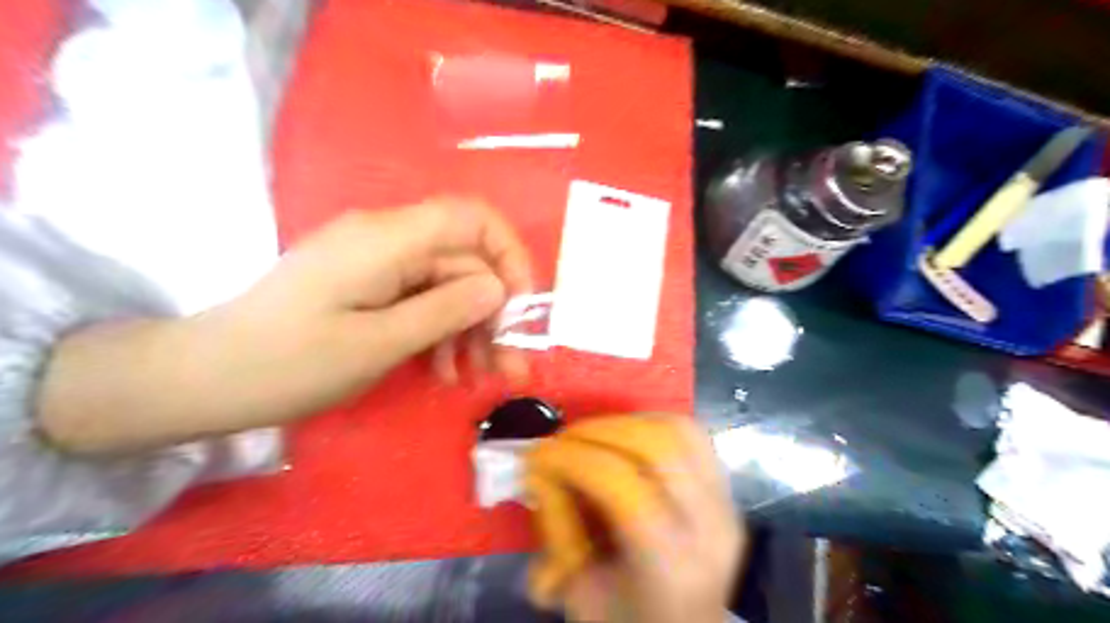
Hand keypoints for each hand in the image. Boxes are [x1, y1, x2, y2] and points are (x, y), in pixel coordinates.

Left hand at [36, 200, 533, 452]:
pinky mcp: (368, 285)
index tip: (521, 307)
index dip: (508, 254)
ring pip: (447, 286)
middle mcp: (387, 239)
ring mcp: (376, 263)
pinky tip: (444, 371)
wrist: (205, 378)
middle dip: (493, 313)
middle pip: (463, 262)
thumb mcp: (378, 343)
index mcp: (387, 239)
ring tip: (476, 377)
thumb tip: (497, 288)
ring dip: (470, 330)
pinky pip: (421, 300)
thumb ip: (445, 310)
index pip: (471, 218)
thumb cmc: (289, 363)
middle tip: (508, 367)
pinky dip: (441, 333)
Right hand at [524, 415, 744, 621]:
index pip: (620, 483)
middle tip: (561, 440)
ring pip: (677, 430)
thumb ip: (556, 525)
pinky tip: (623, 438)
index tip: (536, 454)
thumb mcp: (578, 591)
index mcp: (670, 564)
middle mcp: (710, 525)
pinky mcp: (727, 488)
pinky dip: (650, 424)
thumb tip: (539, 467)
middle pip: (656, 445)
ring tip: (591, 437)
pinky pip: (691, 433)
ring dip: (624, 423)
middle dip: (597, 430)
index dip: (573, 458)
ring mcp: (725, 502)